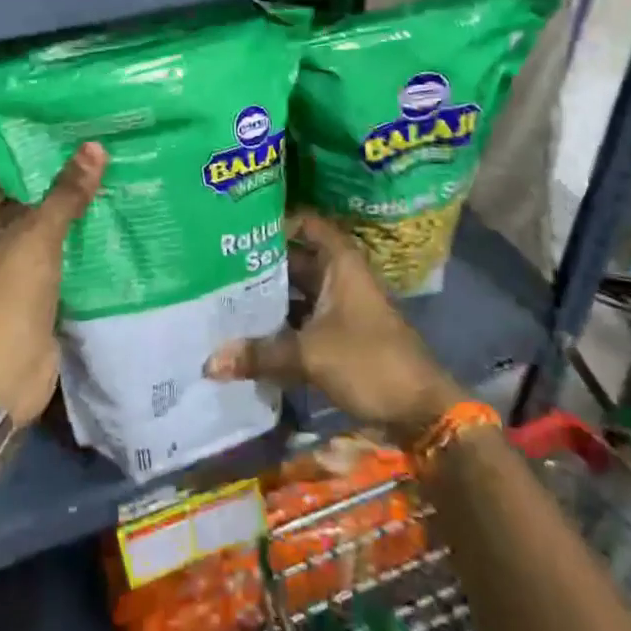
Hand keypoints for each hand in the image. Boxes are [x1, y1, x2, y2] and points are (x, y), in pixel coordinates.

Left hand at [0, 142, 106, 426]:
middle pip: (25, 199)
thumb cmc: (5, 296)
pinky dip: (81, 241)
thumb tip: (95, 147)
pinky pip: (60, 255)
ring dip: (74, 211)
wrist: (1, 377)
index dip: (32, 151)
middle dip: (60, 181)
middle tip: (101, 149)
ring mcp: (10, 266)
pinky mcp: (35, 290)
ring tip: (114, 174)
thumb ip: (66, 193)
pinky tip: (114, 217)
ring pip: (45, 228)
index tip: (70, 129)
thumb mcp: (36, 237)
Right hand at [205, 209, 465, 439]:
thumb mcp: (310, 355)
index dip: (277, 219)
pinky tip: (248, 331)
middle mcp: (340, 277)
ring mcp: (341, 307)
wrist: (421, 411)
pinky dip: (280, 323)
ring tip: (225, 294)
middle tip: (218, 262)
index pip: (307, 223)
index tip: (240, 224)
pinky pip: (303, 318)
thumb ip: (260, 354)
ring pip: (298, 291)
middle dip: (261, 262)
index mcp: (340, 263)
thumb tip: (209, 362)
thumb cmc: (369, 362)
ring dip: (269, 295)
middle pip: (296, 258)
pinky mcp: (340, 335)